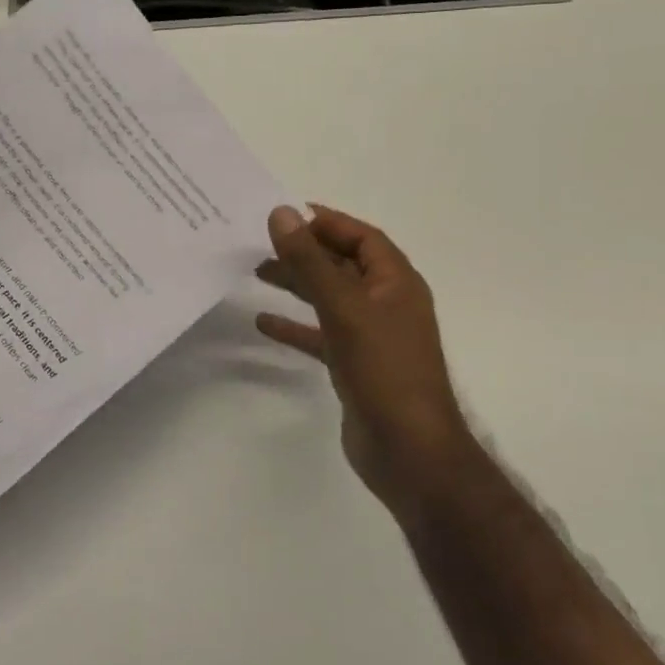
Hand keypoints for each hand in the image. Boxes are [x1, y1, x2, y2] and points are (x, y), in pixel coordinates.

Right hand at [256, 205, 468, 518]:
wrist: (409, 451)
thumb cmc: (384, 370)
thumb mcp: (344, 307)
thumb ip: (310, 261)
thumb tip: (281, 213)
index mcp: (396, 283)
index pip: (363, 237)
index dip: (328, 221)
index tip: (286, 213)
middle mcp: (386, 304)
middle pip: (342, 265)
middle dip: (305, 251)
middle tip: (260, 242)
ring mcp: (371, 336)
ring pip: (328, 298)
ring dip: (296, 283)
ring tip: (256, 271)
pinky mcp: (354, 365)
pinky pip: (320, 334)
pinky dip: (294, 326)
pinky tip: (263, 322)